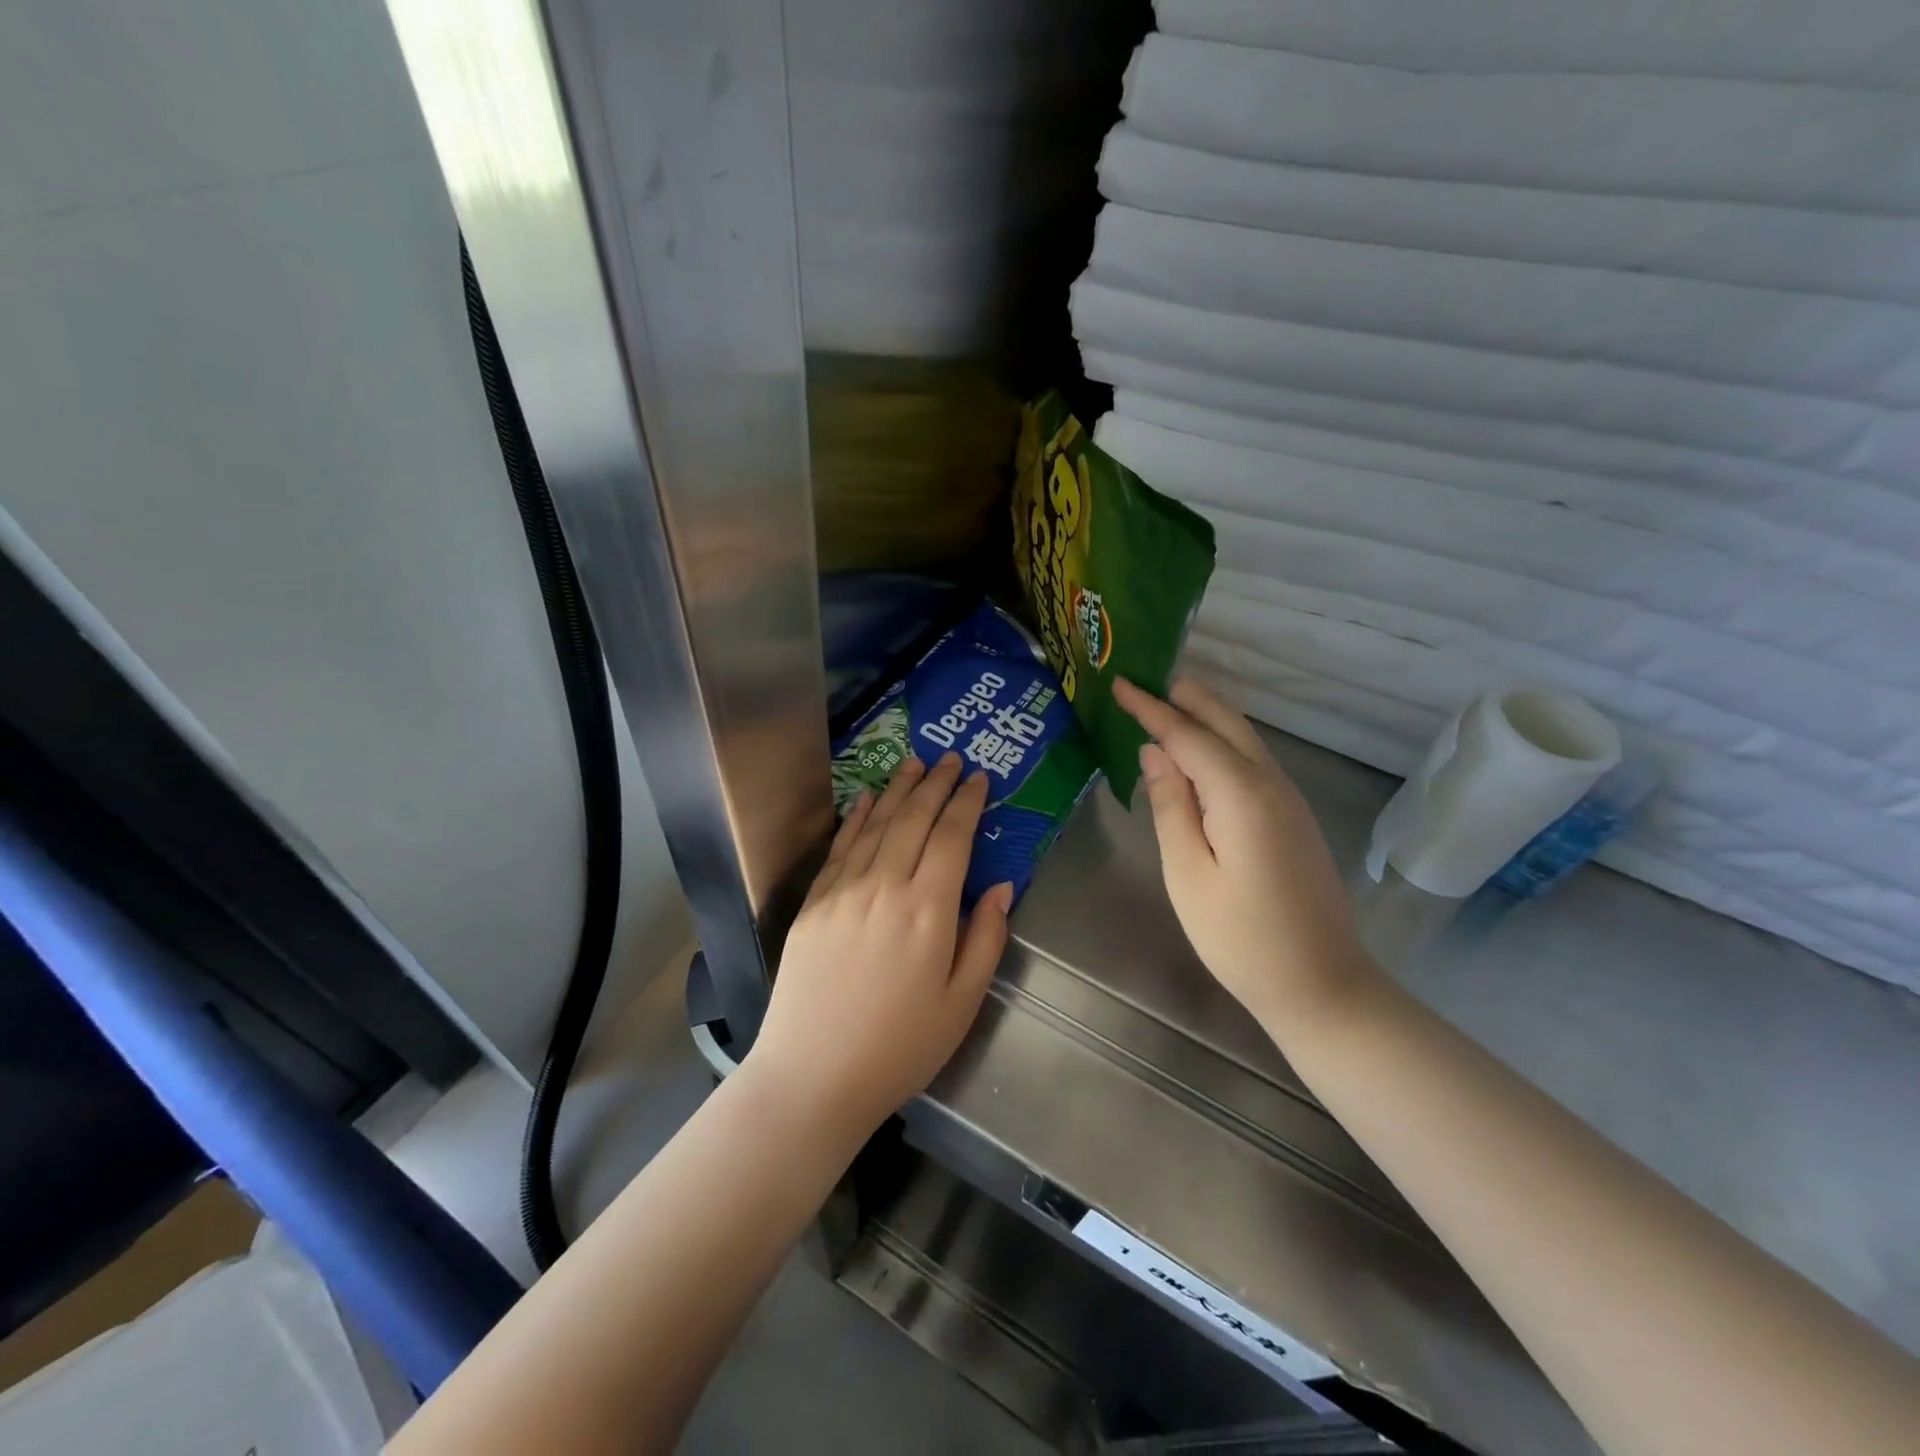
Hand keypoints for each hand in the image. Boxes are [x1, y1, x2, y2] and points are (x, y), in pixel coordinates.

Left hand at [745, 752, 1013, 1138]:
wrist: (814, 1075)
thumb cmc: (900, 1047)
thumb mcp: (962, 1002)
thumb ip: (985, 938)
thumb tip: (1002, 887)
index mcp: (928, 910)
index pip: (953, 837)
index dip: (967, 803)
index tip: (978, 778)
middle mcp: (885, 886)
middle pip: (914, 819)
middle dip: (936, 784)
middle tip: (951, 758)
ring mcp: (844, 891)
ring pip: (876, 824)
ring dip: (898, 789)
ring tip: (914, 763)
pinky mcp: (814, 903)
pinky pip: (840, 847)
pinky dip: (856, 817)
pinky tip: (866, 798)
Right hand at [1114, 676, 1373, 1034]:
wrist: (1320, 984)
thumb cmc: (1240, 937)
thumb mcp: (1188, 873)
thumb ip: (1170, 805)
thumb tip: (1154, 751)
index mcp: (1241, 794)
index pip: (1187, 735)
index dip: (1151, 708)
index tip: (1120, 683)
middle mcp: (1271, 783)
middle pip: (1225, 721)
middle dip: (1185, 696)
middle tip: (1144, 680)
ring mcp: (1288, 798)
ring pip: (1243, 737)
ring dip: (1204, 715)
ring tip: (1164, 705)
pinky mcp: (1292, 816)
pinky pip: (1252, 760)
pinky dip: (1221, 742)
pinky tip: (1199, 753)